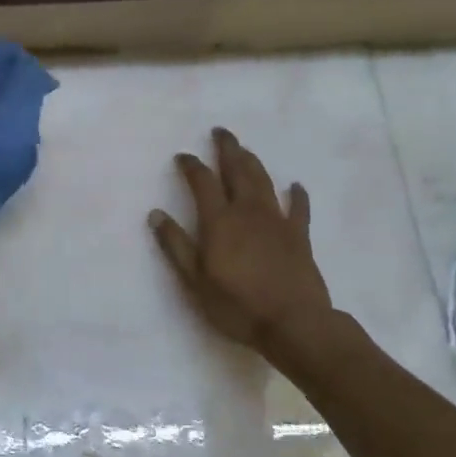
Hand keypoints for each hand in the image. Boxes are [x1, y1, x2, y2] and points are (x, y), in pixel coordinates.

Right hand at [148, 128, 337, 372]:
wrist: (294, 323)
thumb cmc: (237, 305)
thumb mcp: (194, 280)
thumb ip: (176, 245)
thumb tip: (156, 214)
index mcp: (219, 221)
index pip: (202, 182)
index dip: (191, 166)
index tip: (182, 156)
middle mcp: (247, 212)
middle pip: (237, 171)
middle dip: (227, 149)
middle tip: (221, 132)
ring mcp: (277, 221)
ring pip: (264, 181)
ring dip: (253, 162)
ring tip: (245, 150)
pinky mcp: (299, 236)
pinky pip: (299, 208)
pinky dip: (297, 194)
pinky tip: (295, 186)